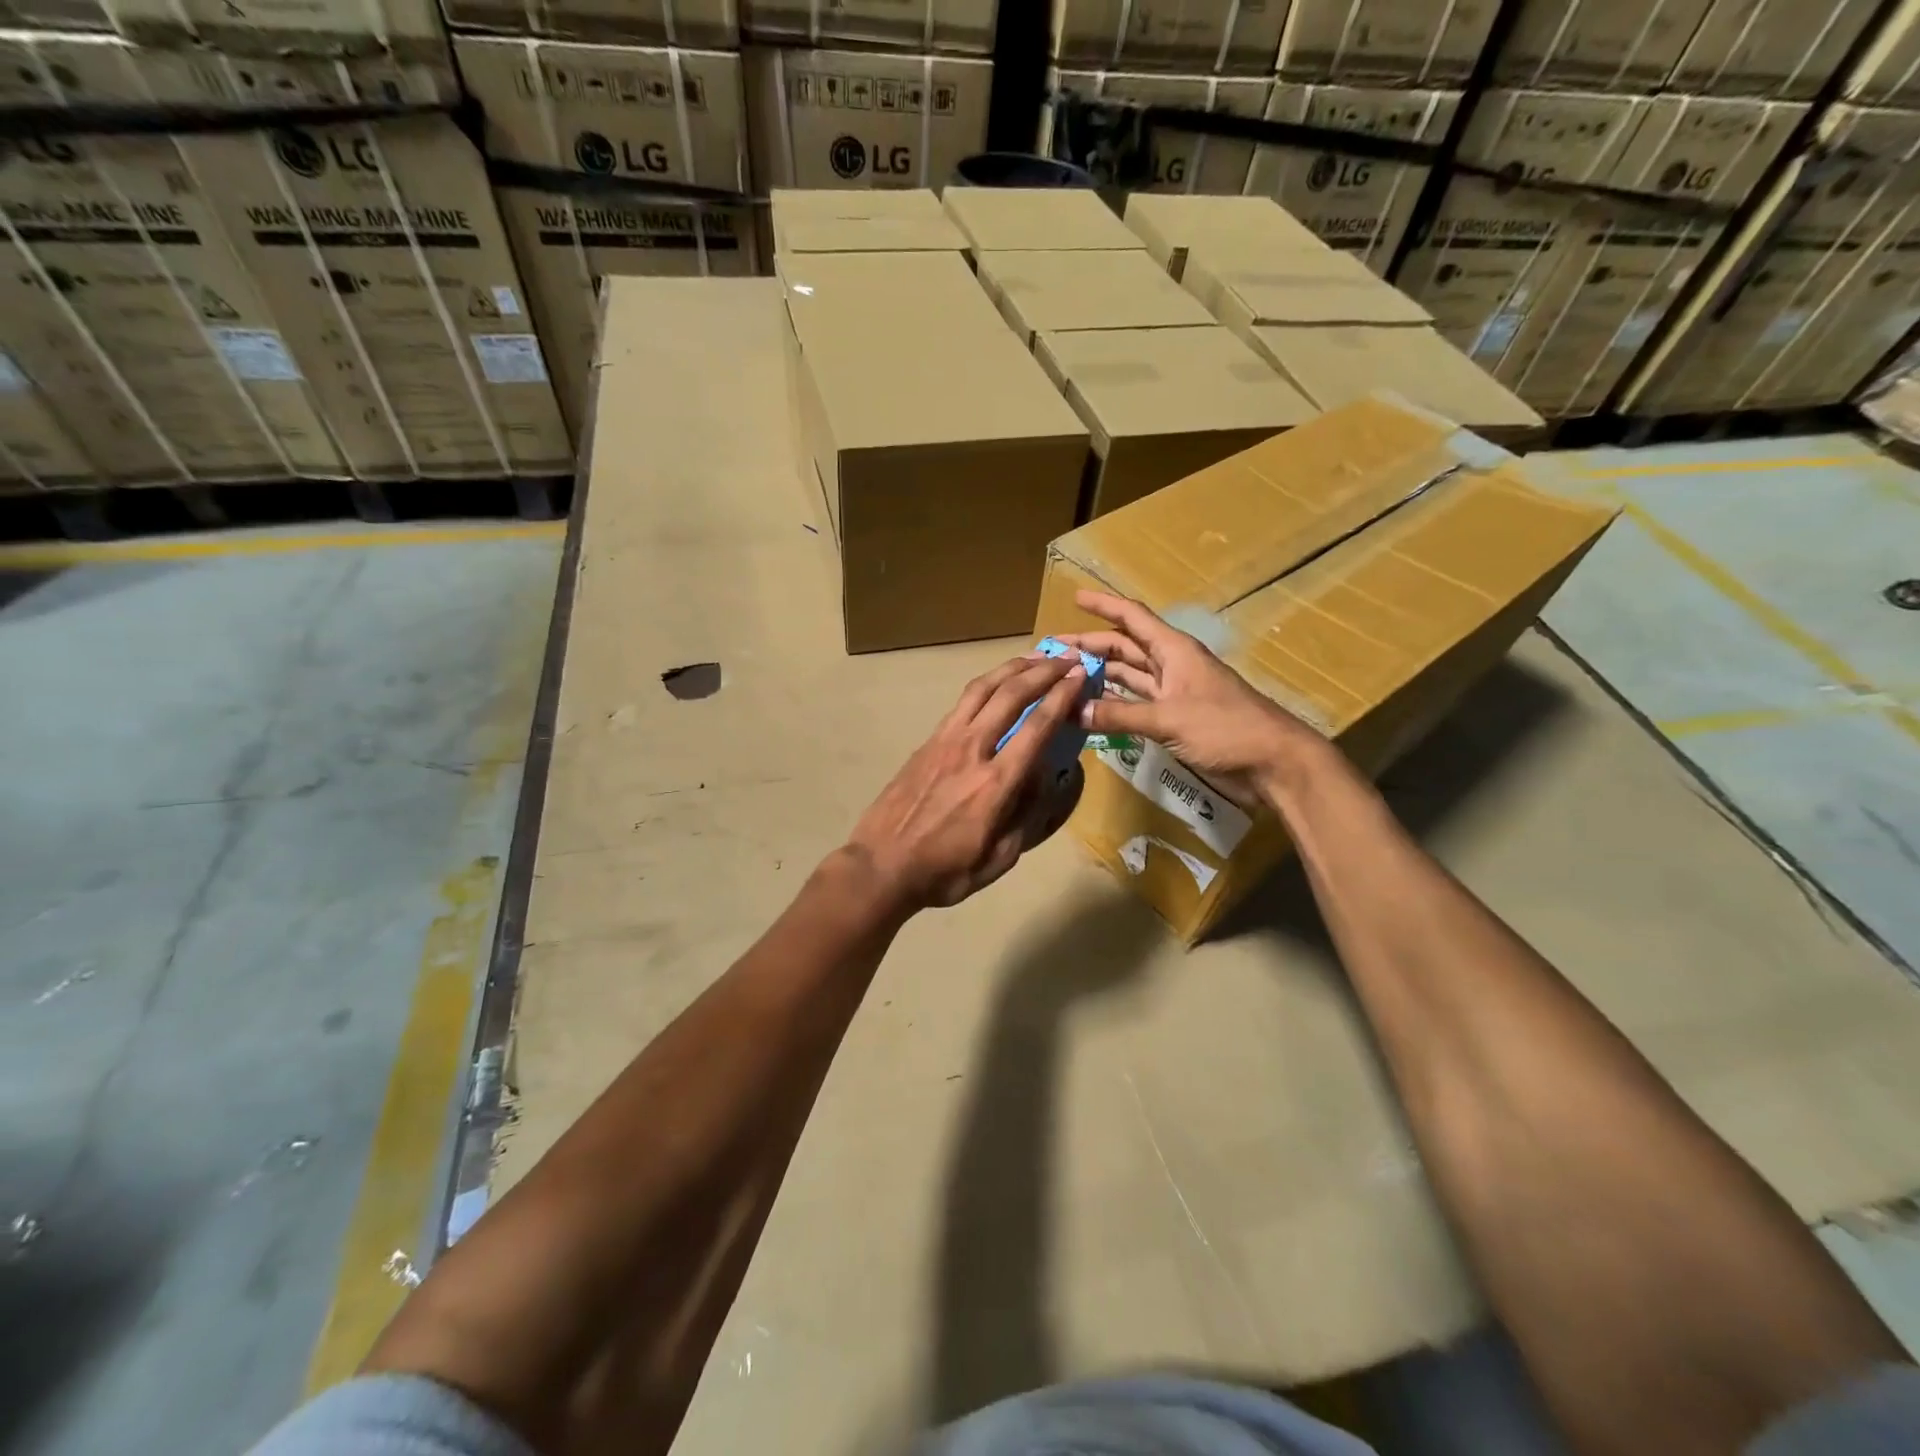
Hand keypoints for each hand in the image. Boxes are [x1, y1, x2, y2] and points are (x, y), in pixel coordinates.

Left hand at [846, 653, 1088, 911]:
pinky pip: (962, 702)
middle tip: (1067, 658)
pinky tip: (997, 683)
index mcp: (996, 783)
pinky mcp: (927, 741)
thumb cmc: (945, 871)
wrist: (882, 865)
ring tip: (1035, 658)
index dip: (1062, 696)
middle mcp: (972, 750)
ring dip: (1013, 668)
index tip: (1080, 676)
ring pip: (983, 689)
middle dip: (1043, 671)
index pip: (1037, 726)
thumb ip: (1029, 816)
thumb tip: (1049, 779)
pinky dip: (986, 684)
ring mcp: (945, 741)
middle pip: (1011, 695)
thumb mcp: (999, 859)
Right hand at [1058, 590, 1325, 803]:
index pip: (1132, 618)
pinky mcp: (1175, 720)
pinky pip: (1135, 704)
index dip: (1104, 605)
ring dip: (1099, 675)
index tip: (1074, 597)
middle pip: (1124, 647)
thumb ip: (1120, 714)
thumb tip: (1073, 710)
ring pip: (1128, 676)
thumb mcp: (1169, 718)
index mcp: (1174, 650)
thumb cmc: (1225, 727)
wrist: (1271, 763)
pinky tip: (1090, 708)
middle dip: (1090, 646)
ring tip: (1064, 678)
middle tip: (1053, 652)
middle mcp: (1171, 665)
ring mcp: (1173, 693)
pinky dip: (1113, 705)